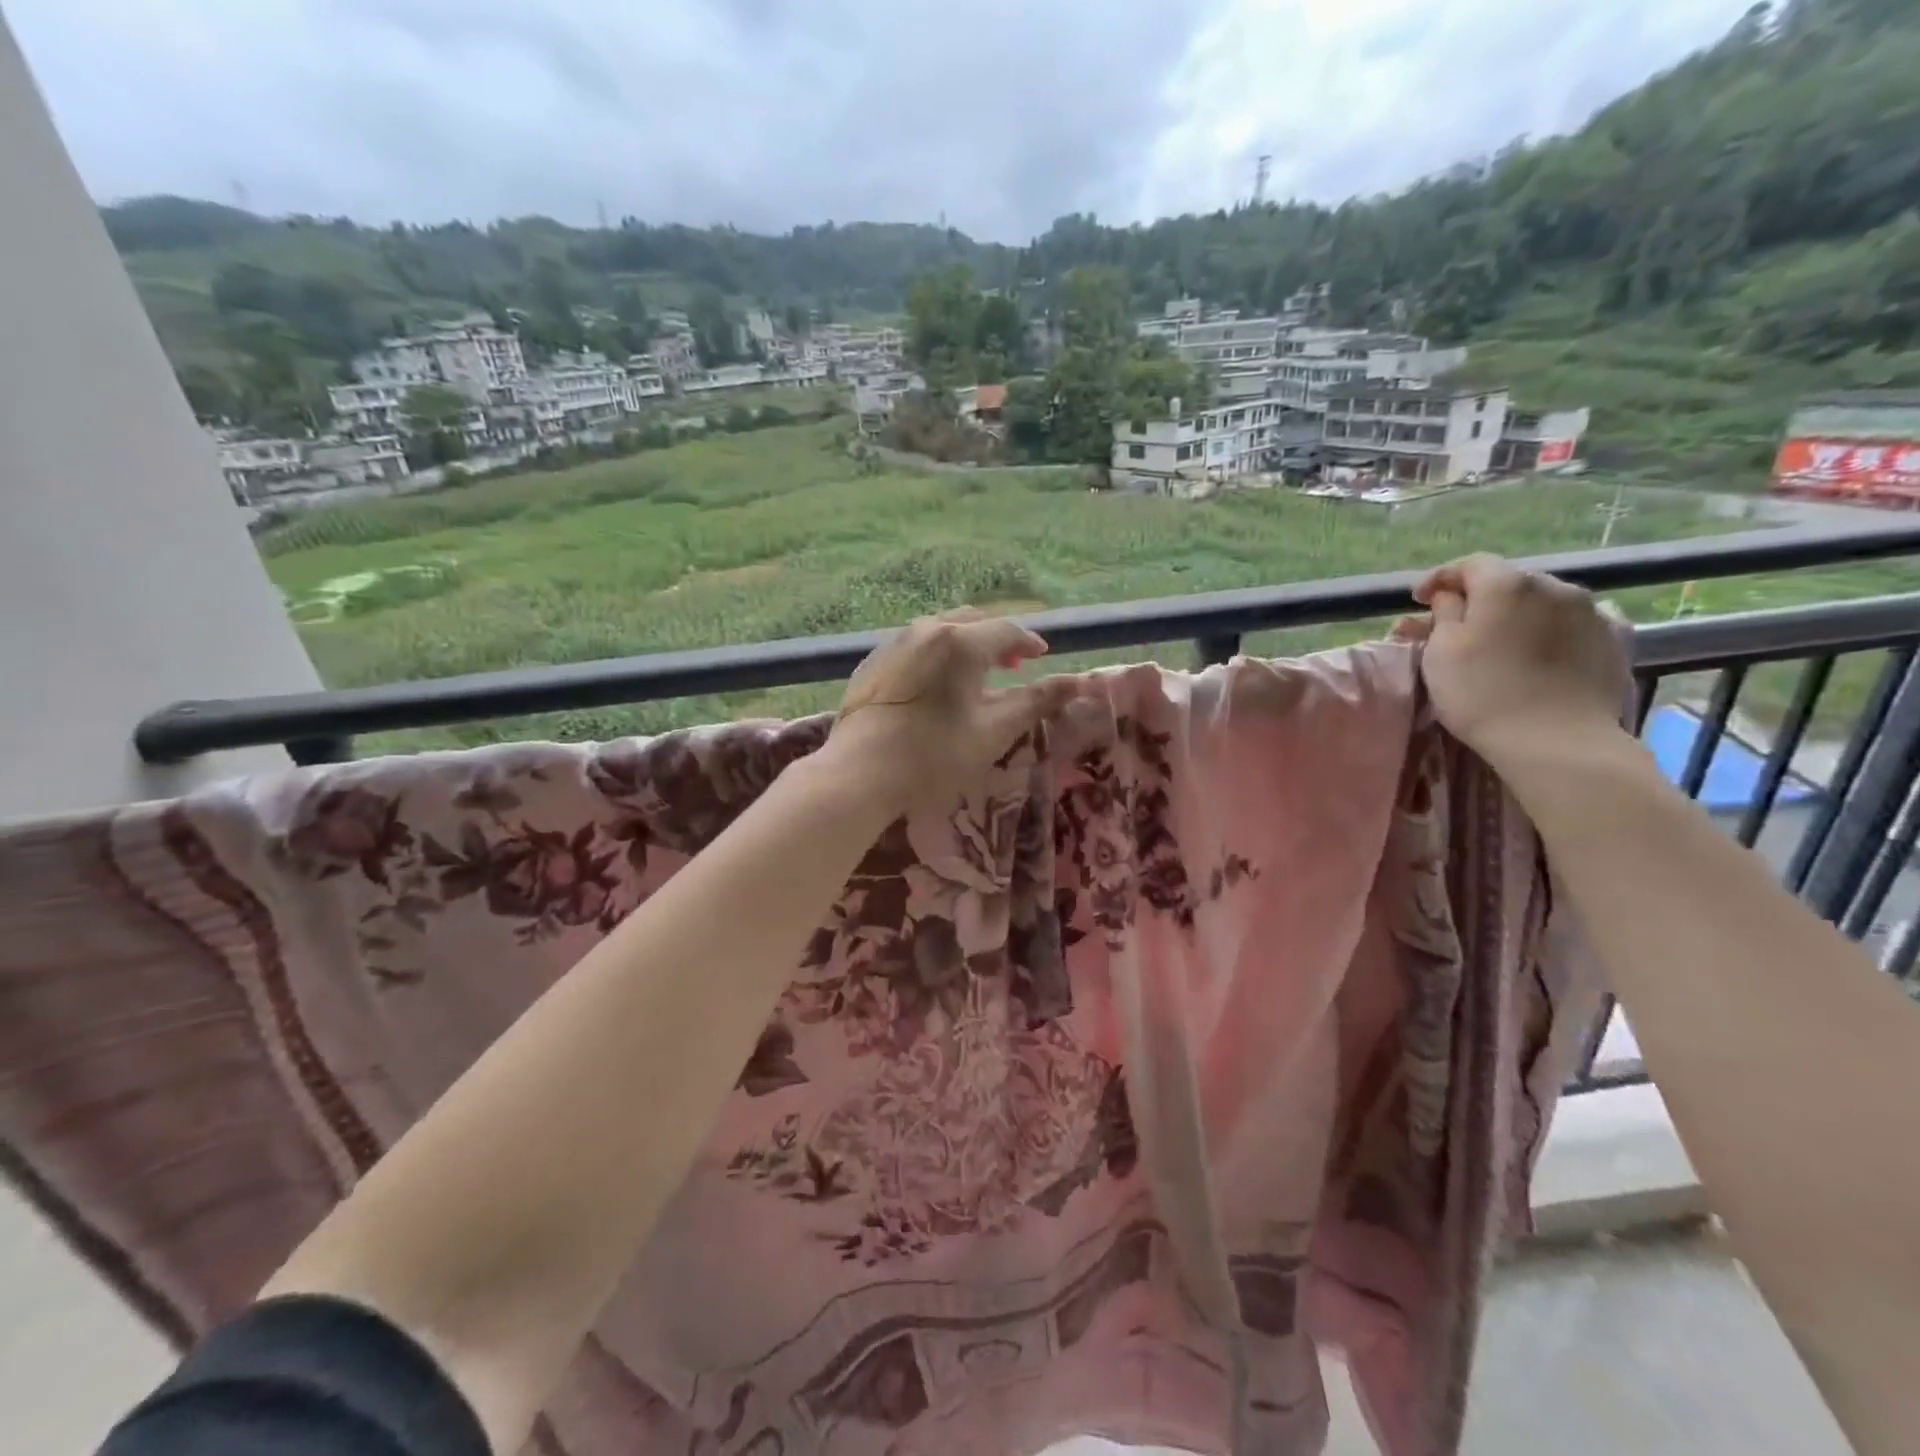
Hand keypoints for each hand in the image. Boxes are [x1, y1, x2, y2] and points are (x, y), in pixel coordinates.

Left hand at [827, 607, 1076, 815]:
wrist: (860, 772)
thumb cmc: (936, 754)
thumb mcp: (994, 731)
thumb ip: (1036, 701)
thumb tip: (1078, 682)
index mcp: (961, 641)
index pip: (1006, 631)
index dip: (1028, 641)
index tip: (1042, 654)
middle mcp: (927, 630)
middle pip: (972, 622)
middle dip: (997, 639)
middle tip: (1013, 662)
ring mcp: (893, 643)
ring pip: (940, 630)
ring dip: (965, 643)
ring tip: (975, 671)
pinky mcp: (872, 663)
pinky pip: (914, 647)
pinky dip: (936, 655)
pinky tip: (935, 682)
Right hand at [1404, 555, 1629, 766]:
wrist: (1557, 741)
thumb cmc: (1482, 693)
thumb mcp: (1440, 652)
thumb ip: (1444, 614)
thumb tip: (1450, 597)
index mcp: (1506, 584)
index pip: (1469, 565)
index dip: (1439, 578)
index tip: (1417, 600)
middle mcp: (1554, 586)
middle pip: (1508, 582)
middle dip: (1480, 598)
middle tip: (1456, 625)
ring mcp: (1592, 611)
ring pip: (1543, 602)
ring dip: (1518, 613)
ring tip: (1502, 639)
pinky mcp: (1615, 640)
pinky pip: (1575, 622)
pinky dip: (1552, 629)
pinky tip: (1543, 648)